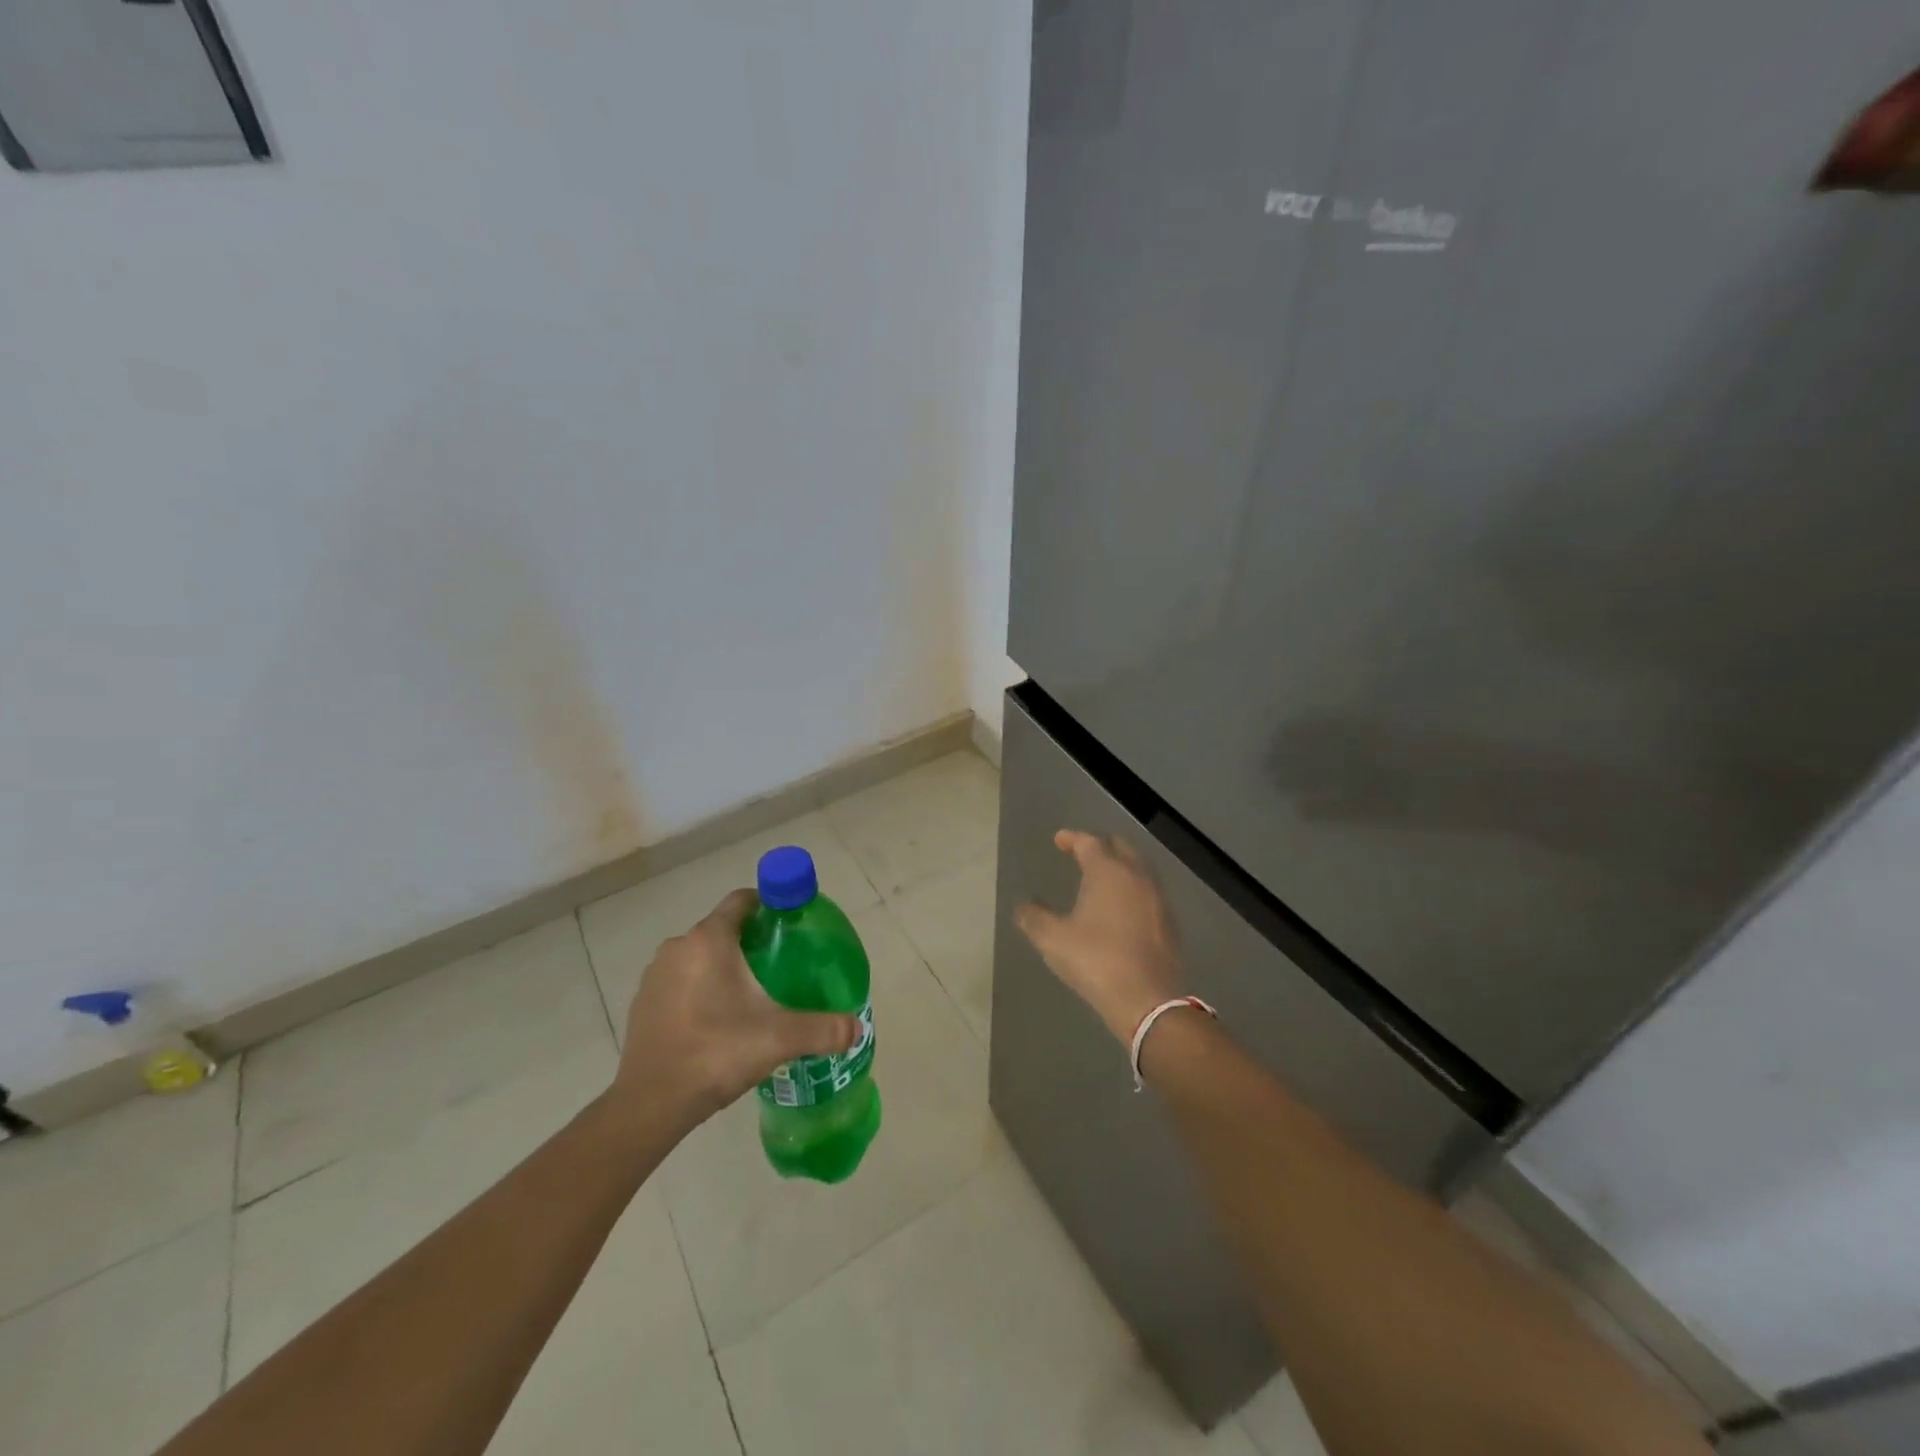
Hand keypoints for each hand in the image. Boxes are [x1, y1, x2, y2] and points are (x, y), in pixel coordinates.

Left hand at [611, 889, 861, 1133]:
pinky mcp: (643, 1002)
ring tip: (752, 997)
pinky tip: (718, 1022)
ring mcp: (656, 975)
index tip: (791, 926)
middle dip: (752, 942)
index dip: (770, 905)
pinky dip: (700, 990)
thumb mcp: (779, 1039)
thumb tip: (856, 1029)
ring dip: (724, 967)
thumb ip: (823, 1029)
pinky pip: (680, 982)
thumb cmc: (716, 1052)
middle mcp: (679, 947)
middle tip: (781, 967)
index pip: (742, 900)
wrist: (650, 1104)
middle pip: (723, 929)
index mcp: (710, 940)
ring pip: (700, 956)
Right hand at [1015, 830, 1183, 1044]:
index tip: (1059, 840)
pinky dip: (1132, 889)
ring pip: (1138, 869)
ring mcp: (1158, 898)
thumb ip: (1034, 918)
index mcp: (1108, 872)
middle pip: (1120, 847)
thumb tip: (1023, 906)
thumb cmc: (1096, 960)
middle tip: (1081, 853)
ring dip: (1119, 867)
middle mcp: (1137, 876)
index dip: (1072, 838)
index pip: (1089, 842)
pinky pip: (1148, 892)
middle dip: (1100, 846)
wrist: (1147, 1000)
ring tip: (1101, 878)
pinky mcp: (1169, 922)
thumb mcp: (1053, 940)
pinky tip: (1122, 907)